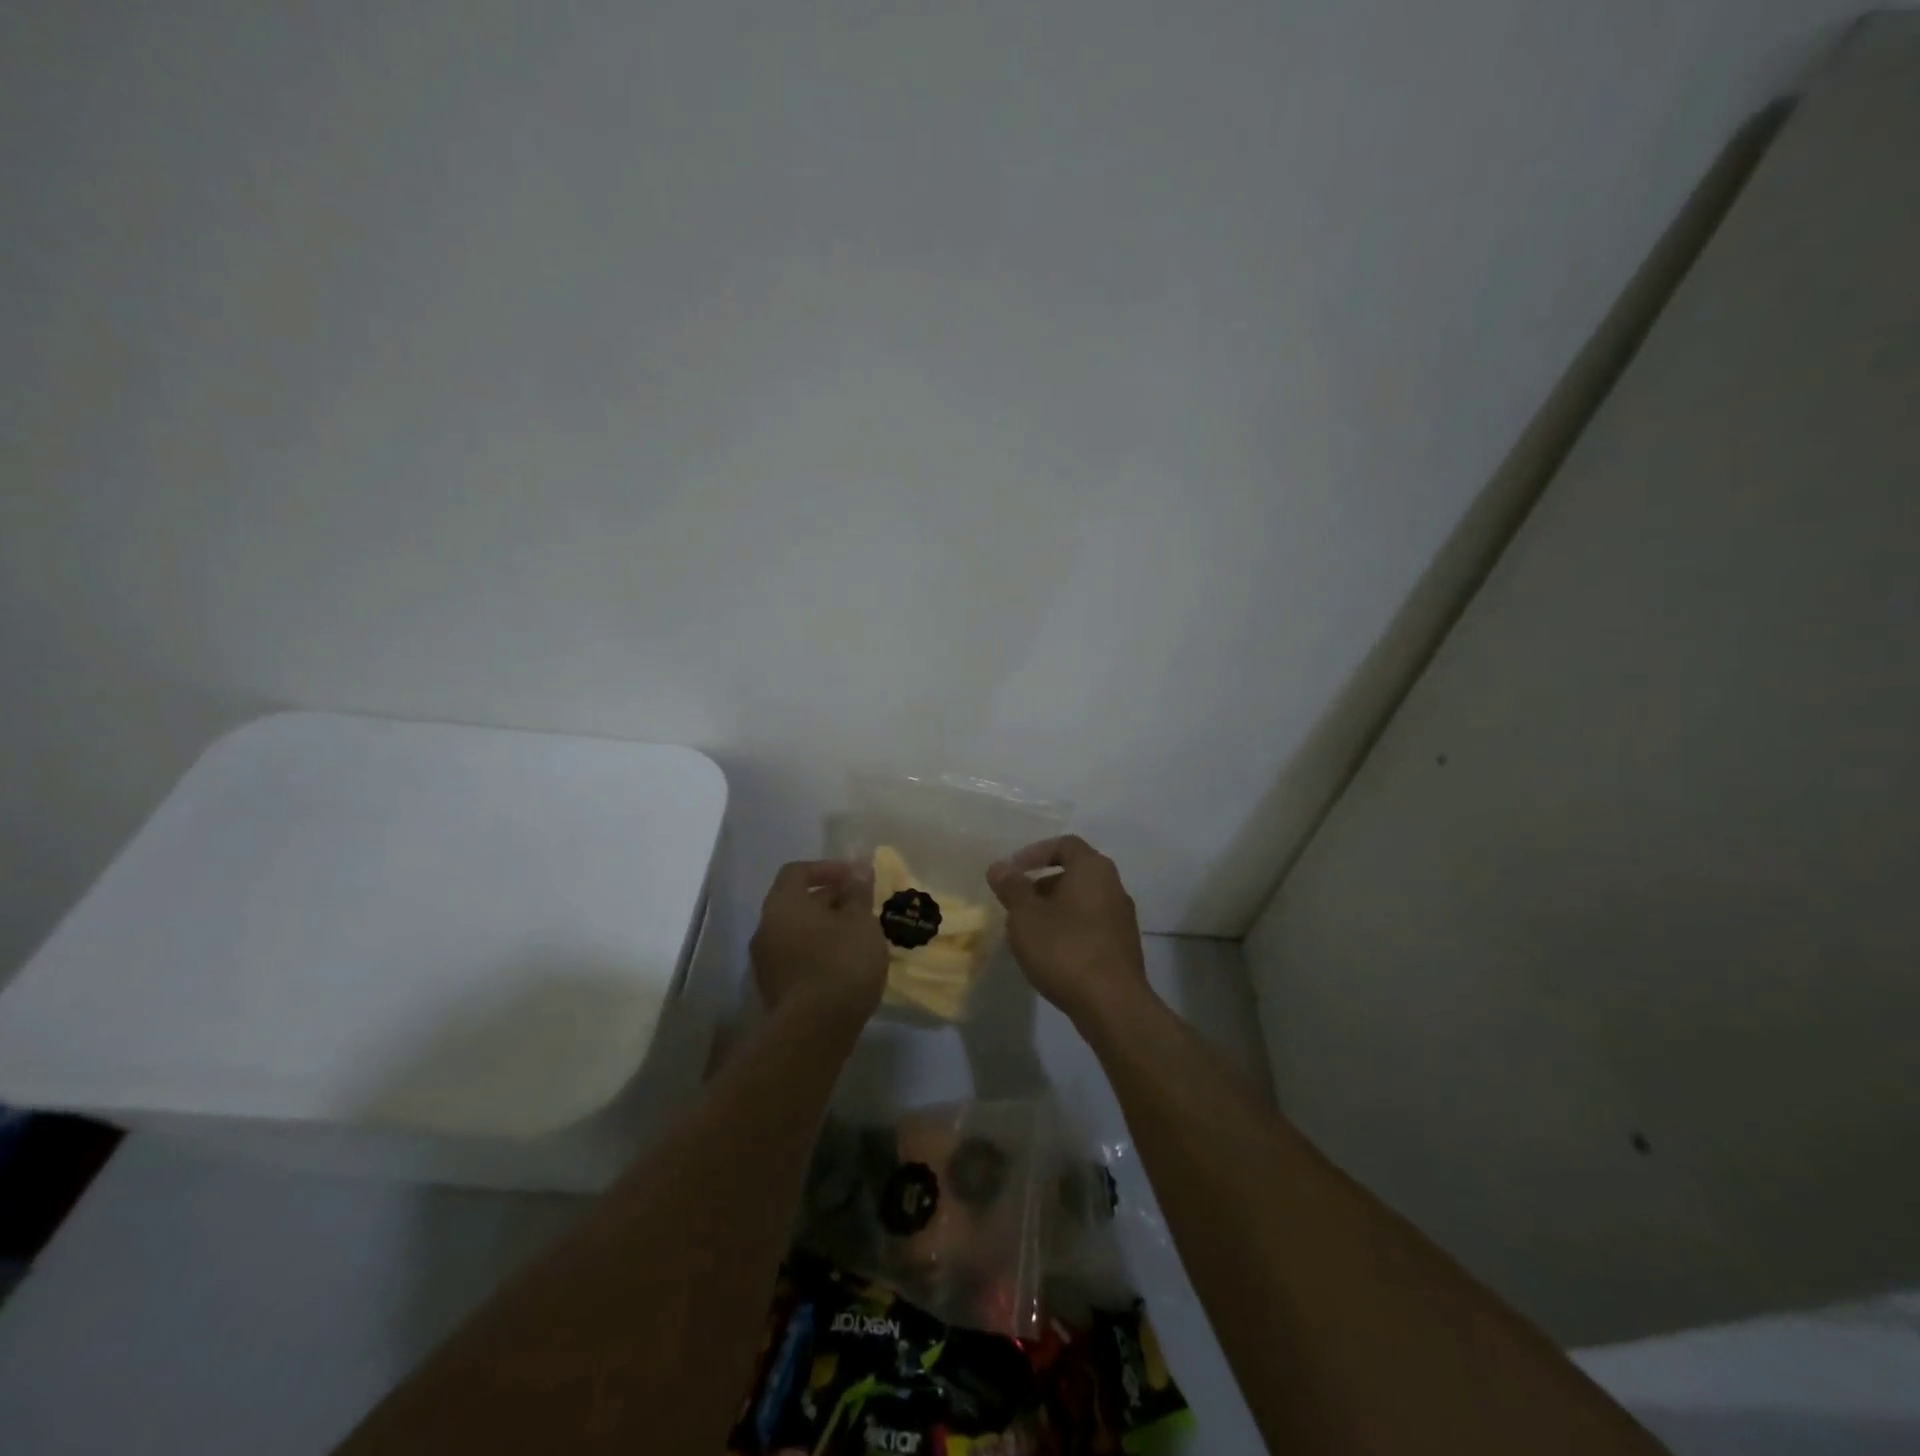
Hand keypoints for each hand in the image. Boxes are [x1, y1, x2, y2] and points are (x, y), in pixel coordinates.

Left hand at [750, 859, 888, 1023]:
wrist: (815, 1030)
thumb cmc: (841, 963)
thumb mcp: (860, 921)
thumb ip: (857, 891)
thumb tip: (857, 868)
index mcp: (783, 904)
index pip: (797, 872)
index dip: (827, 868)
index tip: (854, 877)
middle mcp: (766, 928)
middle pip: (796, 902)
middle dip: (829, 900)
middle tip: (861, 907)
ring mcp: (765, 962)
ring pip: (797, 932)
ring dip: (825, 928)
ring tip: (857, 936)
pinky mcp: (774, 989)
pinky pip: (796, 957)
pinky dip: (818, 952)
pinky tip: (845, 964)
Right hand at [986, 835, 1151, 1026]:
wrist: (1112, 1005)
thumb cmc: (1065, 949)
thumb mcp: (1026, 916)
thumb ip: (1012, 887)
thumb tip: (999, 867)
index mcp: (1093, 869)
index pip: (1064, 845)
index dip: (1034, 853)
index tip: (1012, 871)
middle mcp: (1114, 886)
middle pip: (1074, 873)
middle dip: (1041, 884)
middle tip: (1016, 903)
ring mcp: (1122, 918)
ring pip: (1081, 901)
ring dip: (1053, 909)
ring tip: (1027, 931)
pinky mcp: (1123, 947)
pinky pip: (1090, 925)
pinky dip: (1068, 929)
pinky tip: (1049, 953)